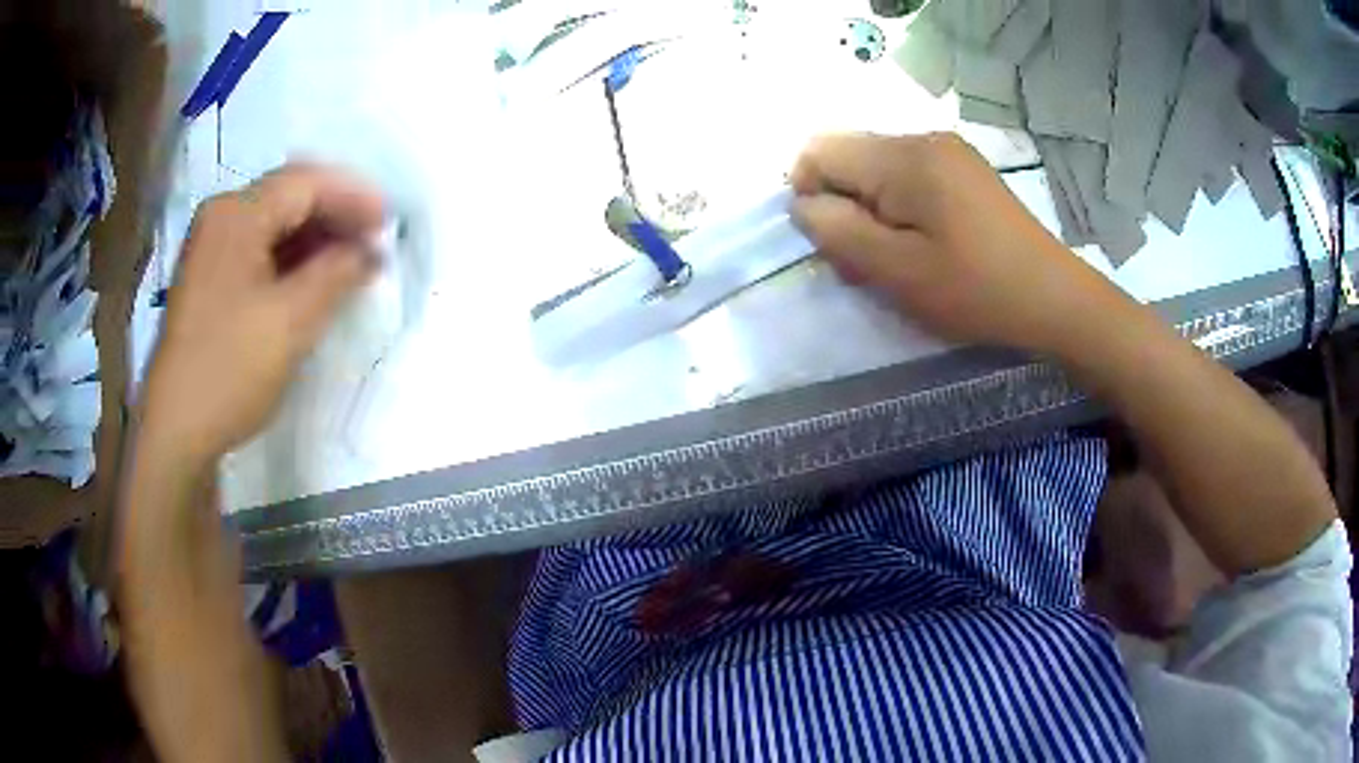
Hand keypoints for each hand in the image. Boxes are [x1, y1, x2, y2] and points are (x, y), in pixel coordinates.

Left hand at [140, 164, 383, 467]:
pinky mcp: (207, 278)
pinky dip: (290, 257)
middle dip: (335, 213)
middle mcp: (220, 217)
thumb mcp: (292, 321)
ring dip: (314, 236)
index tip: (389, 221)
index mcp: (237, 214)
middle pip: (288, 196)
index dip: (353, 196)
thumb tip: (371, 251)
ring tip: (349, 262)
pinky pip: (257, 248)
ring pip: (273, 223)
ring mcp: (210, 247)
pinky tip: (311, 279)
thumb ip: (337, 273)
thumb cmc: (230, 369)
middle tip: (372, 240)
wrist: (175, 431)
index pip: (305, 183)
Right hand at [789, 132, 1135, 353]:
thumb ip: (838, 231)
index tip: (834, 243)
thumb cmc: (976, 290)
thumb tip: (802, 204)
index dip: (809, 194)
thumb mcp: (897, 271)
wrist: (1055, 299)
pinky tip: (923, 244)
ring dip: (871, 211)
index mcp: (905, 156)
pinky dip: (899, 209)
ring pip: (877, 169)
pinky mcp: (964, 169)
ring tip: (898, 258)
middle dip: (842, 205)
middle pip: (849, 156)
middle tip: (868, 260)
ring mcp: (948, 151)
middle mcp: (923, 138)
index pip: (819, 150)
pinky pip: (908, 177)